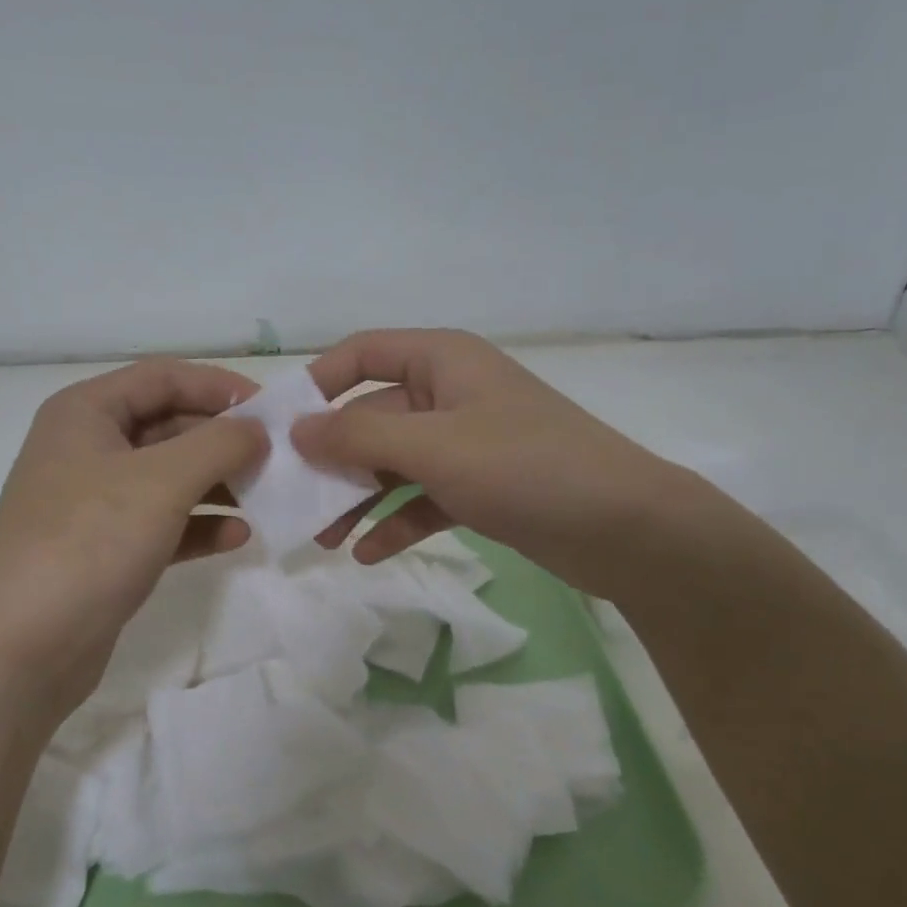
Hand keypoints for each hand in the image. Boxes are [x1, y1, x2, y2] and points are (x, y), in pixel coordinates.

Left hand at [0, 359, 266, 719]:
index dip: (219, 386)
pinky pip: (164, 522)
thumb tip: (258, 429)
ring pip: (170, 477)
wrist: (20, 650)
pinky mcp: (106, 548)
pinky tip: (238, 537)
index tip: (271, 409)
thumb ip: (219, 444)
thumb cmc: (89, 542)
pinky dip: (199, 525)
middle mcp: (88, 448)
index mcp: (87, 412)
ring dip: (218, 484)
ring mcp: (96, 501)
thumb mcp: (162, 481)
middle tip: (277, 457)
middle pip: (170, 425)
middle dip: (224, 441)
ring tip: (267, 496)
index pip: (163, 377)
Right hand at [293, 330, 686, 594]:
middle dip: (334, 459)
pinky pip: (423, 496)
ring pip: (395, 462)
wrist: (624, 528)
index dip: (319, 383)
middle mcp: (450, 393)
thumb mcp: (433, 447)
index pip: (363, 353)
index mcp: (442, 361)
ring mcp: (466, 442)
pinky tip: (370, 553)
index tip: (282, 425)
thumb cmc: (524, 467)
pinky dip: (397, 521)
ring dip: (359, 498)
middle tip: (295, 499)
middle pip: (373, 416)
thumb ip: (358, 436)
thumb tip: (297, 430)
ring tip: (326, 539)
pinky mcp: (480, 485)